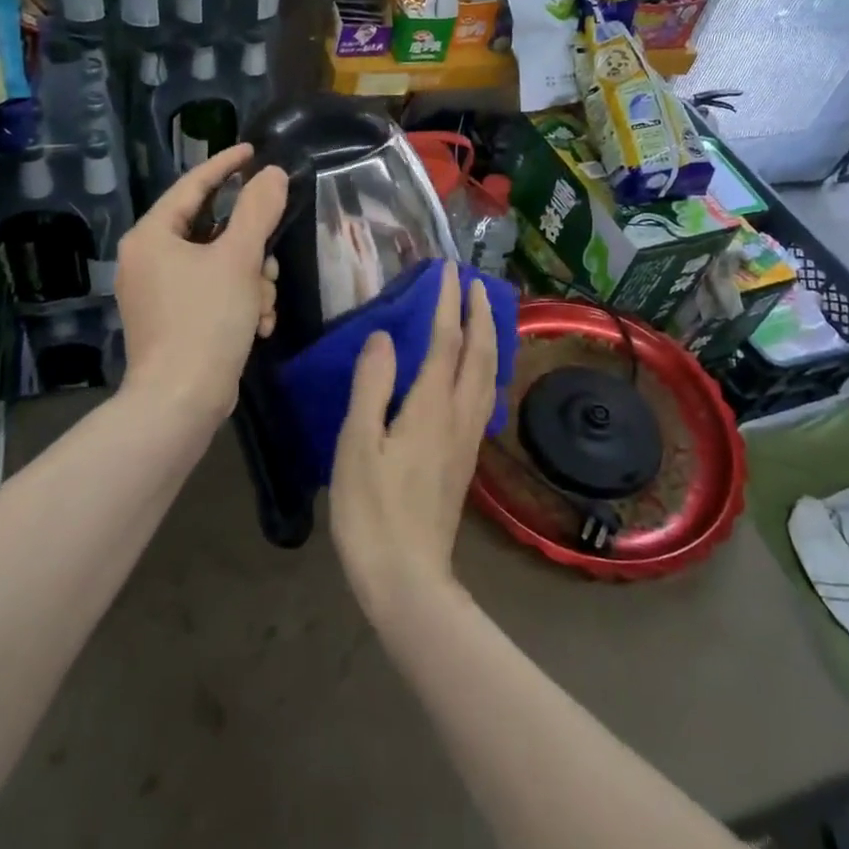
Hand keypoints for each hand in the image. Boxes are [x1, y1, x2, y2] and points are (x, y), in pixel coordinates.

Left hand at [116, 144, 286, 428]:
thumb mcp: (238, 259)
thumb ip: (257, 210)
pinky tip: (257, 325)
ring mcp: (158, 293)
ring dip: (250, 282)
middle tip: (268, 265)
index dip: (225, 166)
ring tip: (262, 307)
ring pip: (219, 266)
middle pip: (212, 232)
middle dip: (250, 250)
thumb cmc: (205, 321)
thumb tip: (270, 174)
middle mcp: (148, 260)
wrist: (181, 402)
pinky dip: (239, 303)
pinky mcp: (172, 321)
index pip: (192, 186)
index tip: (254, 151)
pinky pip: (213, 294)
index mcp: (151, 237)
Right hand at [329, 263, 498, 619]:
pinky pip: (484, 396)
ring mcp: (468, 439)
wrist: (408, 578)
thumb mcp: (358, 445)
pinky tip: (478, 372)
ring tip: (483, 316)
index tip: (447, 271)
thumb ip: (372, 386)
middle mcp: (460, 417)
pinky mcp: (466, 458)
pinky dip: (486, 367)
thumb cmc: (373, 510)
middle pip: (480, 355)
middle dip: (480, 314)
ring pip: (489, 376)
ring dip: (489, 338)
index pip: (447, 342)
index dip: (447, 304)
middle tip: (474, 283)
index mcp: (432, 408)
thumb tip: (386, 337)